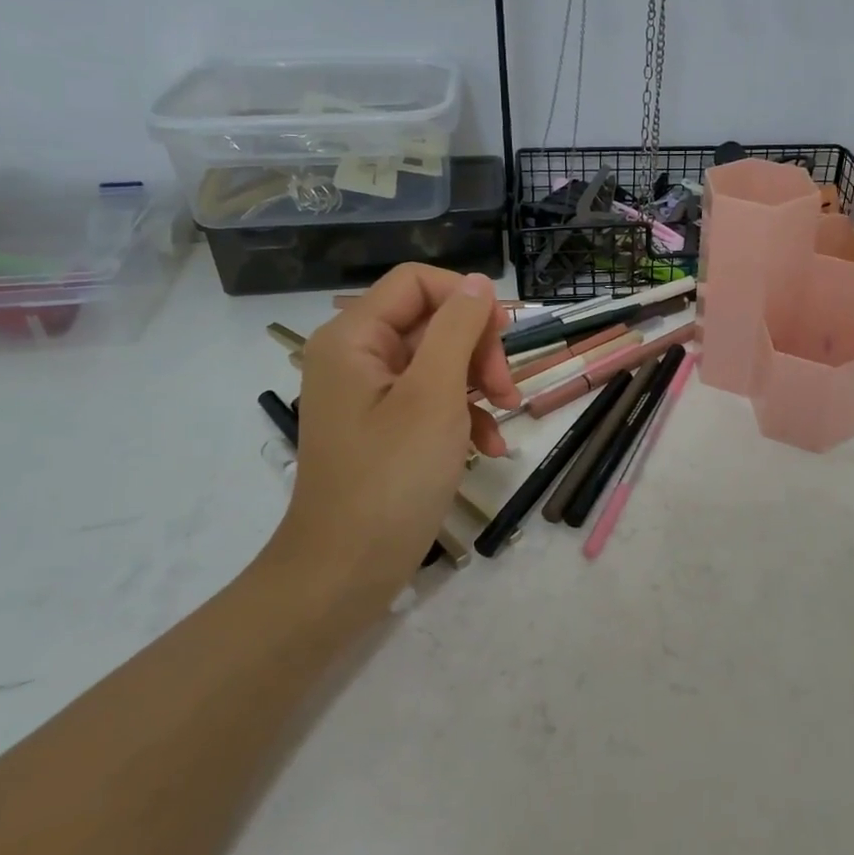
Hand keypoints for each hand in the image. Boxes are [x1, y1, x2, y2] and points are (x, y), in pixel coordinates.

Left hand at [265, 265, 520, 604]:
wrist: (346, 572)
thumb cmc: (391, 477)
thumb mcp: (434, 395)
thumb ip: (457, 329)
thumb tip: (479, 283)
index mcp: (354, 337)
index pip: (417, 282)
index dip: (466, 298)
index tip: (505, 333)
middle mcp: (358, 356)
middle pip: (432, 321)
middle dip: (477, 350)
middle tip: (506, 390)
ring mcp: (371, 394)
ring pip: (440, 361)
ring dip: (479, 384)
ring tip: (506, 418)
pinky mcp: (386, 427)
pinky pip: (433, 399)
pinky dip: (465, 415)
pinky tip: (491, 447)